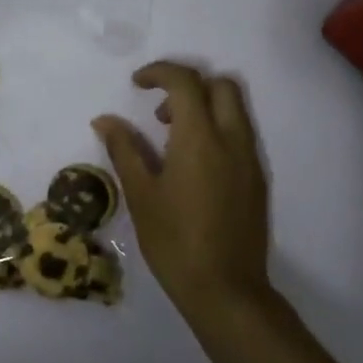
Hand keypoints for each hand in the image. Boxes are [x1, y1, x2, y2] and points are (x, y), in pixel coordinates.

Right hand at [93, 61, 270, 318]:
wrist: (226, 289)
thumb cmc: (174, 241)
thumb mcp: (141, 194)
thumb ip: (124, 149)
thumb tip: (105, 120)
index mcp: (199, 139)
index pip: (185, 81)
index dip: (159, 72)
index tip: (136, 84)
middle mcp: (232, 140)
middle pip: (221, 85)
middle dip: (189, 85)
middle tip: (159, 112)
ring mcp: (250, 159)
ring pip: (235, 108)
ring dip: (205, 106)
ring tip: (172, 139)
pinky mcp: (257, 179)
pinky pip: (241, 134)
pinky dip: (217, 129)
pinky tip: (193, 165)